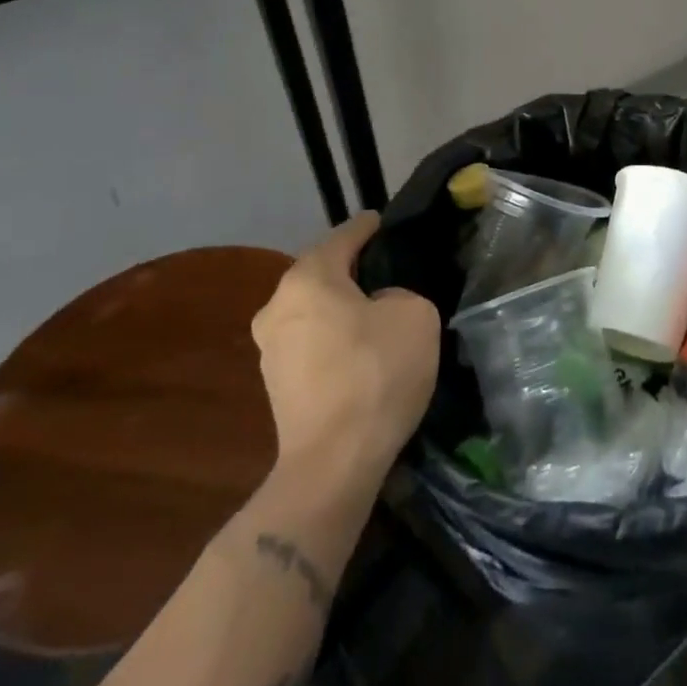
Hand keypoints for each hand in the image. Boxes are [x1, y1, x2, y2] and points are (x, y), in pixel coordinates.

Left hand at [250, 213, 440, 490]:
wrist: (333, 463)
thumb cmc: (376, 373)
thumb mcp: (416, 315)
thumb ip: (399, 294)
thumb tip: (379, 306)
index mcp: (308, 278)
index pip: (344, 236)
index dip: (368, 227)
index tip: (383, 221)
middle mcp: (278, 305)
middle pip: (322, 273)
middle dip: (351, 270)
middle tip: (386, 271)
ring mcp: (270, 348)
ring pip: (314, 310)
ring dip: (340, 308)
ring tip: (375, 314)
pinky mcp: (275, 384)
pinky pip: (310, 343)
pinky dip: (333, 339)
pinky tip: (360, 352)